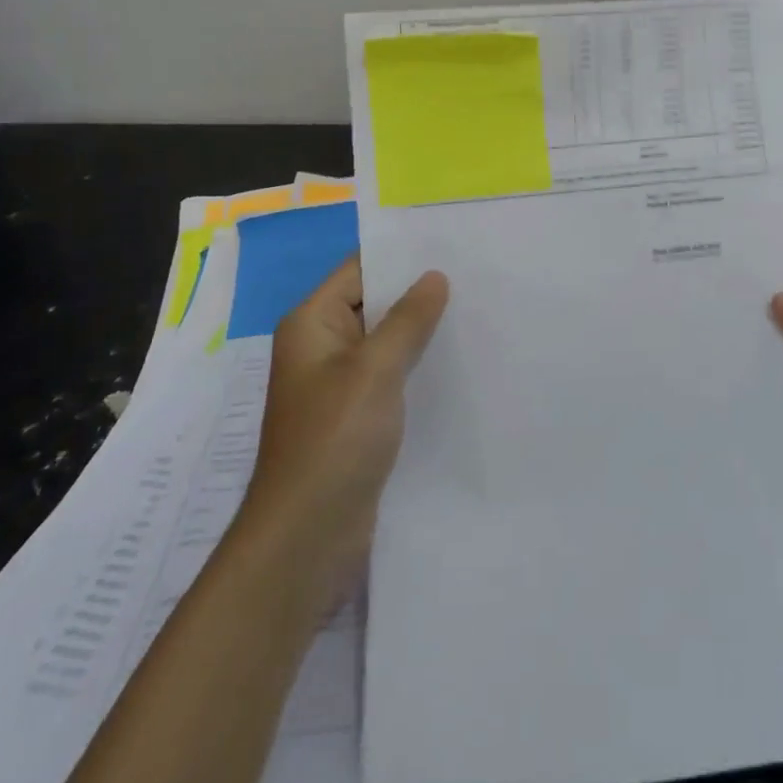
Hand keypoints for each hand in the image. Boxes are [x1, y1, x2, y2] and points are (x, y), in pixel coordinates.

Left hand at [238, 256, 448, 595]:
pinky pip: (389, 376)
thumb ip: (407, 319)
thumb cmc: (334, 439)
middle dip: (418, 293)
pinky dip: (416, 366)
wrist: (306, 537)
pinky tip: (457, 361)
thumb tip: (434, 276)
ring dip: (421, 332)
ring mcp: (337, 384)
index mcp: (312, 323)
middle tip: (475, 276)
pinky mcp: (355, 417)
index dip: (402, 256)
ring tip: (475, 312)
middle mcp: (320, 346)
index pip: (359, 269)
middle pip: (373, 304)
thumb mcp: (375, 369)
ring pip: (385, 342)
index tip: (452, 245)